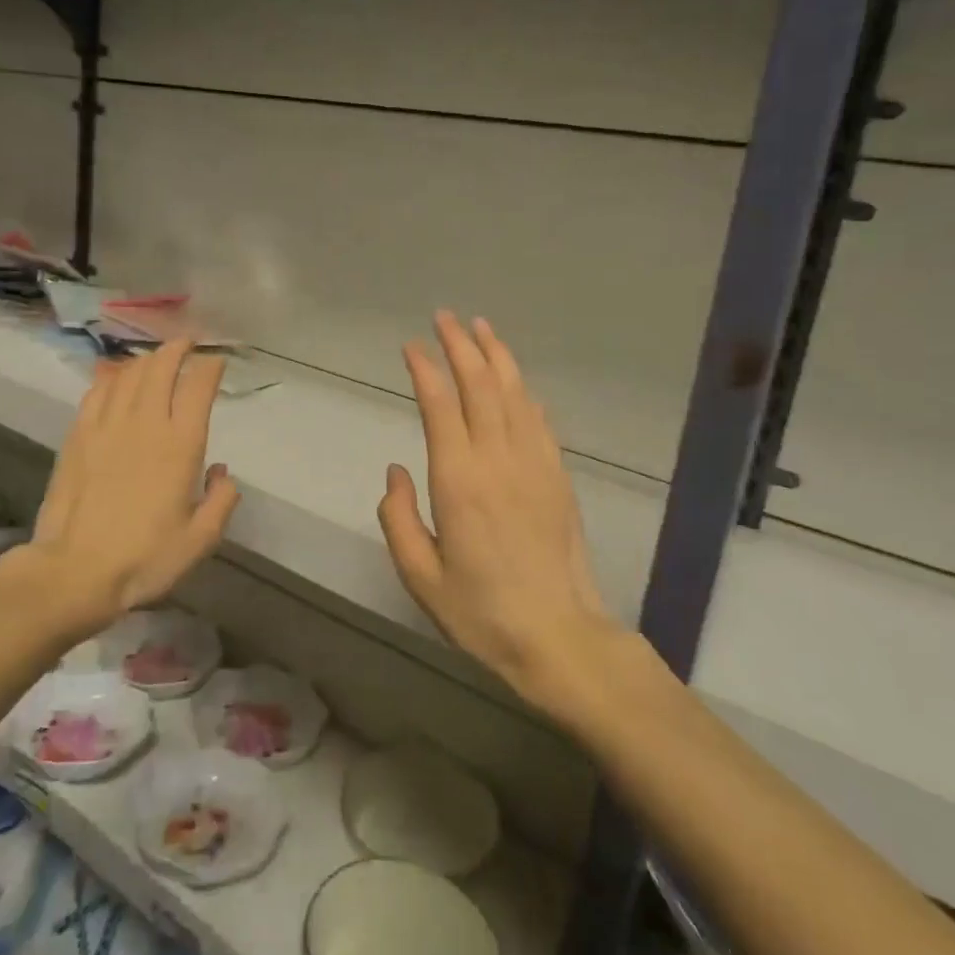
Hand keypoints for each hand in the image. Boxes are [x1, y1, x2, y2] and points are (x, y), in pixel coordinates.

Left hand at [27, 340, 240, 635]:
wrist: (74, 571)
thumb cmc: (144, 559)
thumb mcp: (200, 540)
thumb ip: (221, 500)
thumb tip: (222, 472)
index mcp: (180, 445)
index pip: (198, 387)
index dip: (210, 367)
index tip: (217, 361)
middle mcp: (145, 424)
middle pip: (161, 369)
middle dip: (177, 350)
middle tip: (187, 343)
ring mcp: (106, 427)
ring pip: (128, 375)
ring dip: (146, 359)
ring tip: (156, 357)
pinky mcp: (78, 437)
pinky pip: (96, 393)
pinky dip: (110, 377)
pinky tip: (114, 376)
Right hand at [379, 313, 617, 710]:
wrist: (558, 636)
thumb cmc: (480, 612)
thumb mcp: (420, 576)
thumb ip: (398, 518)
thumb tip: (396, 470)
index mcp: (458, 481)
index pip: (440, 405)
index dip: (425, 369)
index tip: (411, 345)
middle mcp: (498, 459)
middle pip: (480, 386)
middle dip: (460, 345)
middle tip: (444, 317)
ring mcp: (534, 464)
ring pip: (514, 393)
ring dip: (496, 356)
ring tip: (481, 328)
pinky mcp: (558, 476)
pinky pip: (539, 420)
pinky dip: (524, 392)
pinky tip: (516, 381)